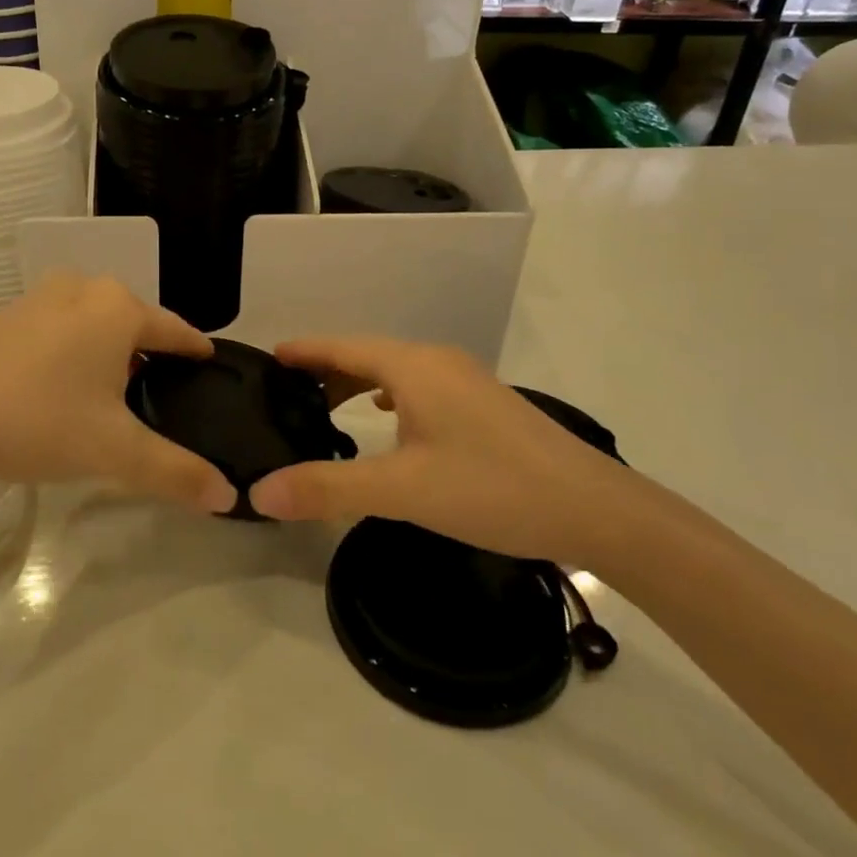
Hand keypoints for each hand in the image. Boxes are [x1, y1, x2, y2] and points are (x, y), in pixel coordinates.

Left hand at [0, 273, 236, 514]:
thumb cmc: (39, 422)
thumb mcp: (115, 452)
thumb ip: (176, 472)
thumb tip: (228, 496)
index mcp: (118, 308)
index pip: (176, 329)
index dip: (197, 351)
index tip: (211, 367)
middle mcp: (83, 288)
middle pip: (135, 322)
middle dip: (152, 353)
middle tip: (162, 395)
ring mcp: (40, 297)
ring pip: (95, 322)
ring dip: (110, 351)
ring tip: (114, 394)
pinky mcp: (7, 314)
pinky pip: (61, 327)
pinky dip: (74, 350)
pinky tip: (63, 387)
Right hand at [248, 338, 633, 565]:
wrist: (596, 509)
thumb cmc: (492, 489)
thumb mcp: (402, 491)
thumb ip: (328, 489)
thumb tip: (260, 493)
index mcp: (414, 367)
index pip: (343, 347)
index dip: (305, 351)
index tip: (269, 357)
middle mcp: (438, 363)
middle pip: (367, 355)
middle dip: (326, 371)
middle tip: (286, 395)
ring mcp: (466, 382)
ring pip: (396, 373)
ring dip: (358, 385)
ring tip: (326, 409)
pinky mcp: (484, 406)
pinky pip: (419, 389)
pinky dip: (389, 398)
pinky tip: (387, 422)